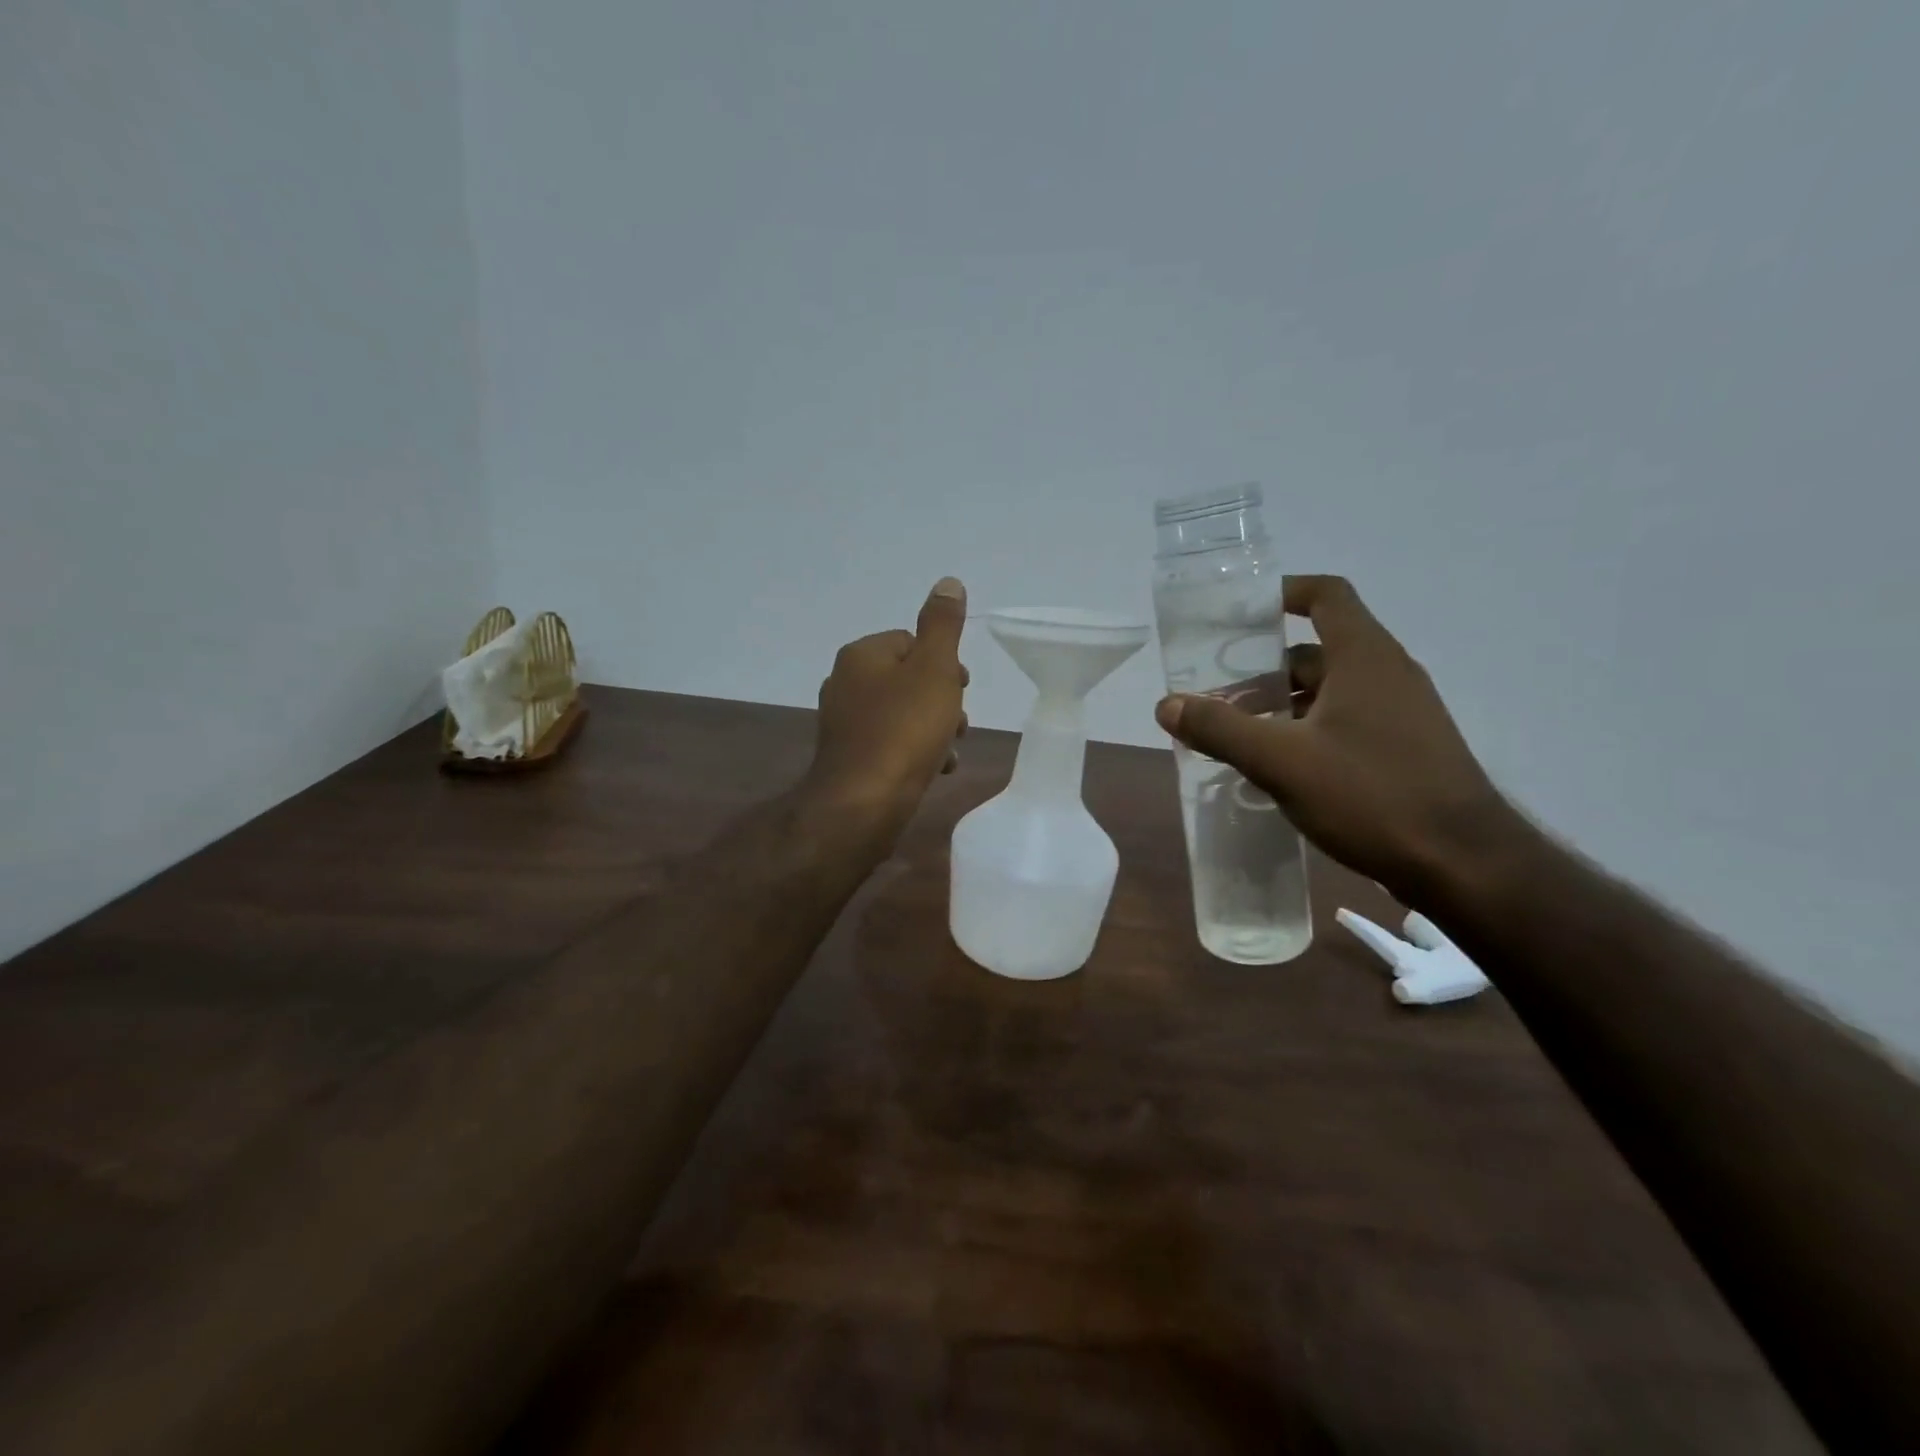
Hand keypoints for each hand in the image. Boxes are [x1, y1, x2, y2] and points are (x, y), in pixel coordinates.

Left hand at [805, 577, 970, 835]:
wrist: (862, 804)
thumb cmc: (904, 731)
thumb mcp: (933, 669)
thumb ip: (942, 626)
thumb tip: (948, 582)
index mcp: (861, 655)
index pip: (911, 642)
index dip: (943, 664)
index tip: (962, 688)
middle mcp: (844, 682)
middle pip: (908, 679)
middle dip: (941, 700)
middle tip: (958, 723)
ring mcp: (843, 722)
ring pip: (902, 713)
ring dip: (932, 729)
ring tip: (948, 753)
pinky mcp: (849, 757)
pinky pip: (890, 743)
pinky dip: (914, 752)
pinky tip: (934, 770)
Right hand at [1154, 575, 1517, 903]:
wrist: (1465, 866)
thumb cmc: (1372, 796)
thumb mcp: (1282, 761)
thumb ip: (1220, 729)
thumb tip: (1166, 704)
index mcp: (1364, 658)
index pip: (1325, 596)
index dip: (1282, 593)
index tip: (1239, 613)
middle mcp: (1388, 675)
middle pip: (1316, 651)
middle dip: (1263, 669)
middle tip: (1217, 694)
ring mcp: (1402, 715)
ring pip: (1329, 692)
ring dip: (1282, 706)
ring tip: (1236, 736)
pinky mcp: (1405, 751)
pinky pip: (1345, 723)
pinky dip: (1307, 732)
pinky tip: (1278, 769)